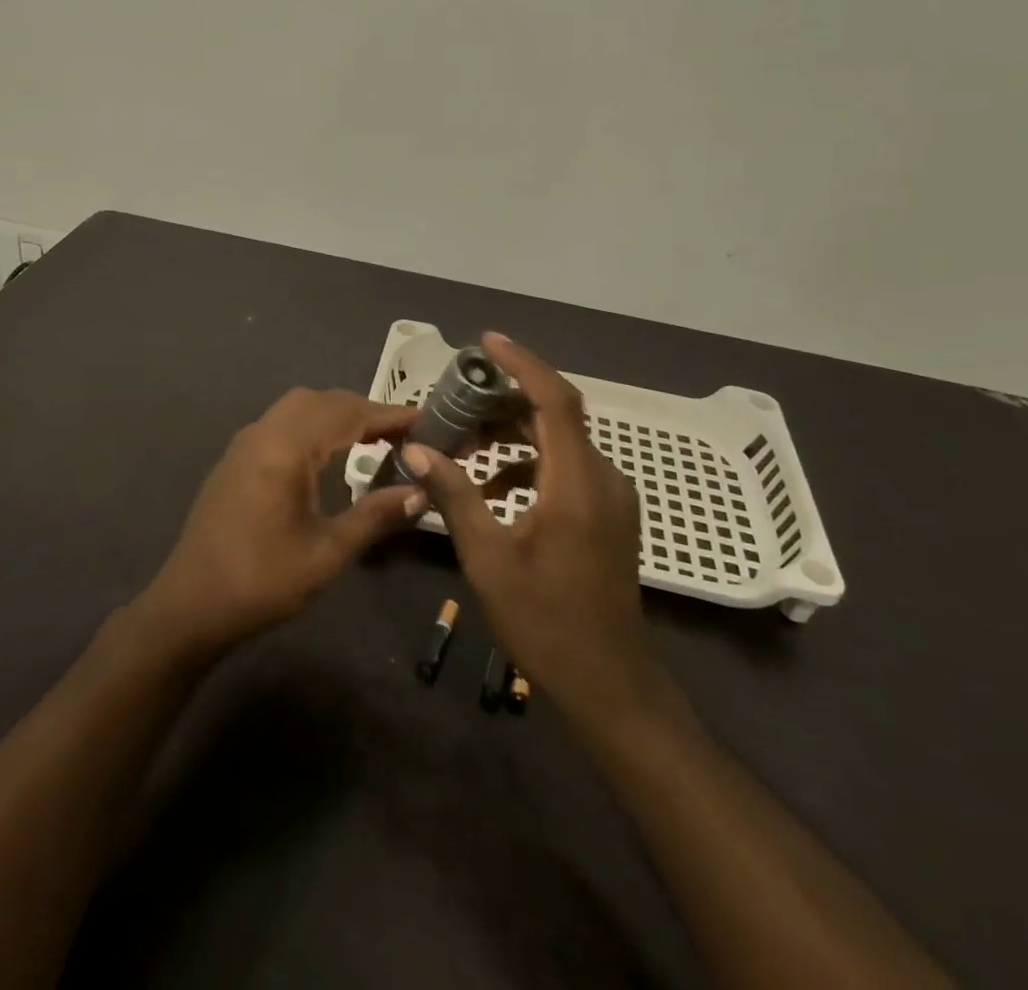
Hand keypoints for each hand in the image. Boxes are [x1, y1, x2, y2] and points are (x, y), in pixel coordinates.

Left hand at [141, 389, 423, 653]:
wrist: (190, 605)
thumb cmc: (262, 581)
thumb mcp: (327, 553)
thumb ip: (375, 516)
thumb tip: (420, 492)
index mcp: (286, 448)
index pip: (347, 414)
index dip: (389, 415)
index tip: (426, 420)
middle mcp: (264, 432)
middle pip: (322, 401)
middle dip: (364, 410)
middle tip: (402, 433)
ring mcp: (245, 443)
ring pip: (298, 408)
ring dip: (336, 415)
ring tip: (372, 439)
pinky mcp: (236, 459)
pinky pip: (281, 423)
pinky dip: (312, 426)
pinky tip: (327, 454)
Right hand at [401, 334, 679, 727]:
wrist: (609, 684)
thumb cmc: (546, 623)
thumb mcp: (489, 559)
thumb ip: (454, 496)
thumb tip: (417, 450)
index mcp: (577, 485)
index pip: (555, 401)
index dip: (523, 365)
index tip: (486, 344)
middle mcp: (602, 479)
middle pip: (556, 415)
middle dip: (506, 399)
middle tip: (457, 396)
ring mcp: (610, 497)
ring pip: (559, 441)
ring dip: (514, 432)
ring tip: (465, 442)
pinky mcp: (607, 514)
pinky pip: (565, 467)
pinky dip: (528, 461)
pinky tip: (492, 486)